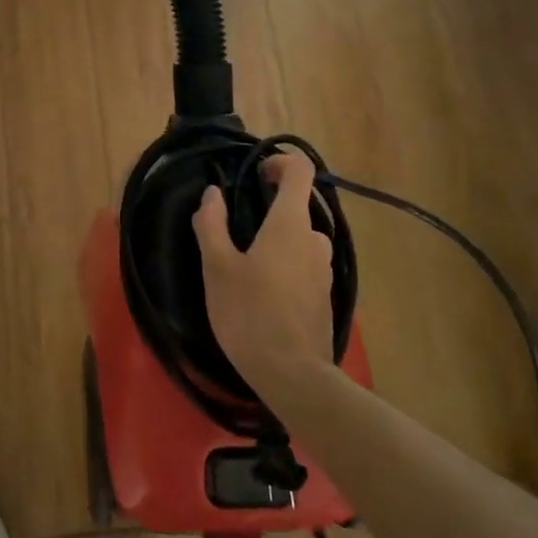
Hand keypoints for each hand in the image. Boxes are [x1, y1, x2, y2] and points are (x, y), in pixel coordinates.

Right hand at [192, 151, 334, 397]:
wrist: (293, 375)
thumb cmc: (250, 313)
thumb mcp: (218, 267)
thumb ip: (212, 224)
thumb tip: (212, 193)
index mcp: (290, 224)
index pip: (301, 171)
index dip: (280, 162)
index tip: (256, 172)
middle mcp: (315, 240)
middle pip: (301, 205)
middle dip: (273, 205)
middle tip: (239, 222)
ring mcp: (325, 270)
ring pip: (303, 238)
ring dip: (279, 237)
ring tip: (247, 259)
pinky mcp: (325, 297)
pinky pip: (306, 265)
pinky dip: (287, 263)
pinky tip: (263, 289)